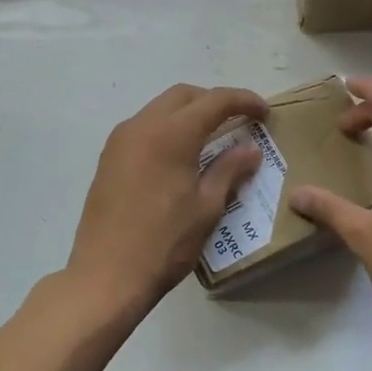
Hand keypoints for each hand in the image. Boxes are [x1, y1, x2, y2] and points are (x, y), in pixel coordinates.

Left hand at [66, 82, 270, 314]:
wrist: (106, 275)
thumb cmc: (164, 242)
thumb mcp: (207, 207)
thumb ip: (230, 170)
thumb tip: (251, 149)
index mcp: (171, 133)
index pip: (215, 101)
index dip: (244, 101)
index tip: (265, 113)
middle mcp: (142, 126)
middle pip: (184, 95)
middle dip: (214, 102)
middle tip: (239, 122)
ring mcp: (120, 140)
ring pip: (160, 109)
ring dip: (188, 114)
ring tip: (212, 138)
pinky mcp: (108, 158)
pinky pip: (143, 128)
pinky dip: (167, 129)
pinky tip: (180, 155)